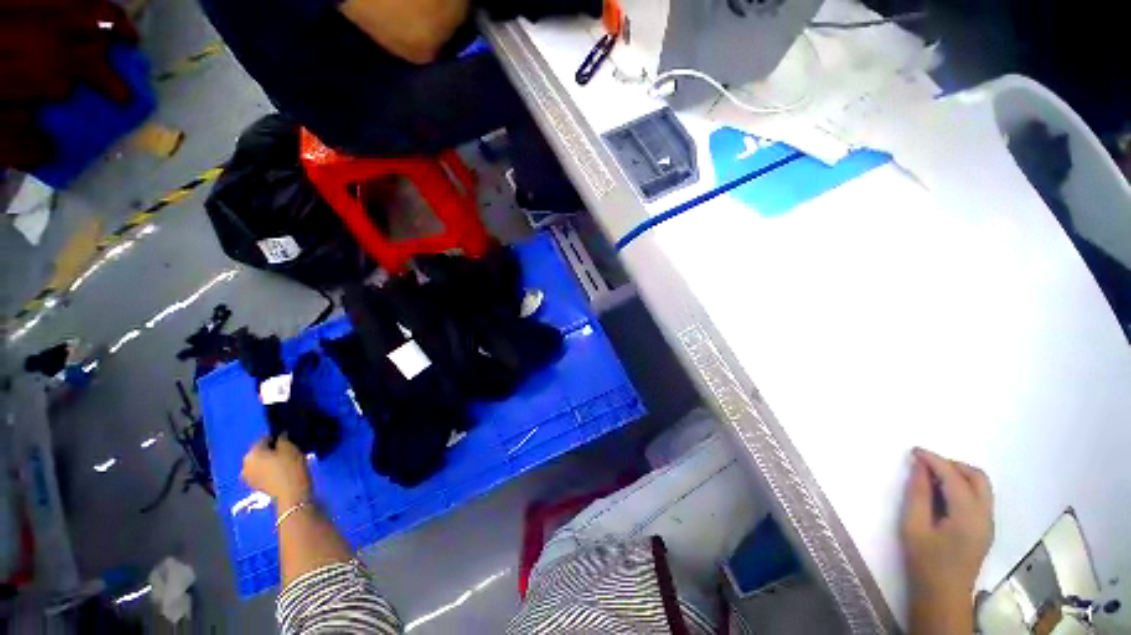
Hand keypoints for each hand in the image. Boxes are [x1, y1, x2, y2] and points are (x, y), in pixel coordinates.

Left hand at [241, 436, 311, 508]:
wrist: (291, 495)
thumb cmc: (290, 467)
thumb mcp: (290, 448)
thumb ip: (282, 439)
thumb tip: (280, 435)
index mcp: (251, 453)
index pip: (263, 439)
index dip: (276, 438)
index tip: (288, 440)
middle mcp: (244, 464)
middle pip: (259, 452)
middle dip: (271, 451)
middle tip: (287, 451)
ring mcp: (248, 478)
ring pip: (259, 463)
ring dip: (269, 461)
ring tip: (284, 462)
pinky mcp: (254, 487)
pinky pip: (261, 473)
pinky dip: (268, 471)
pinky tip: (280, 472)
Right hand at [901, 448, 993, 601]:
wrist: (943, 596)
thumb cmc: (925, 562)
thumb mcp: (914, 527)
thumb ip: (918, 494)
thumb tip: (919, 466)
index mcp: (968, 516)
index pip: (954, 477)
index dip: (934, 460)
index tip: (914, 451)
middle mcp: (985, 515)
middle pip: (977, 477)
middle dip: (952, 464)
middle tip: (925, 463)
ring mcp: (988, 523)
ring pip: (981, 486)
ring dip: (959, 474)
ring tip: (932, 476)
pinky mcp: (985, 528)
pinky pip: (979, 497)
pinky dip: (962, 486)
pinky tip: (943, 493)